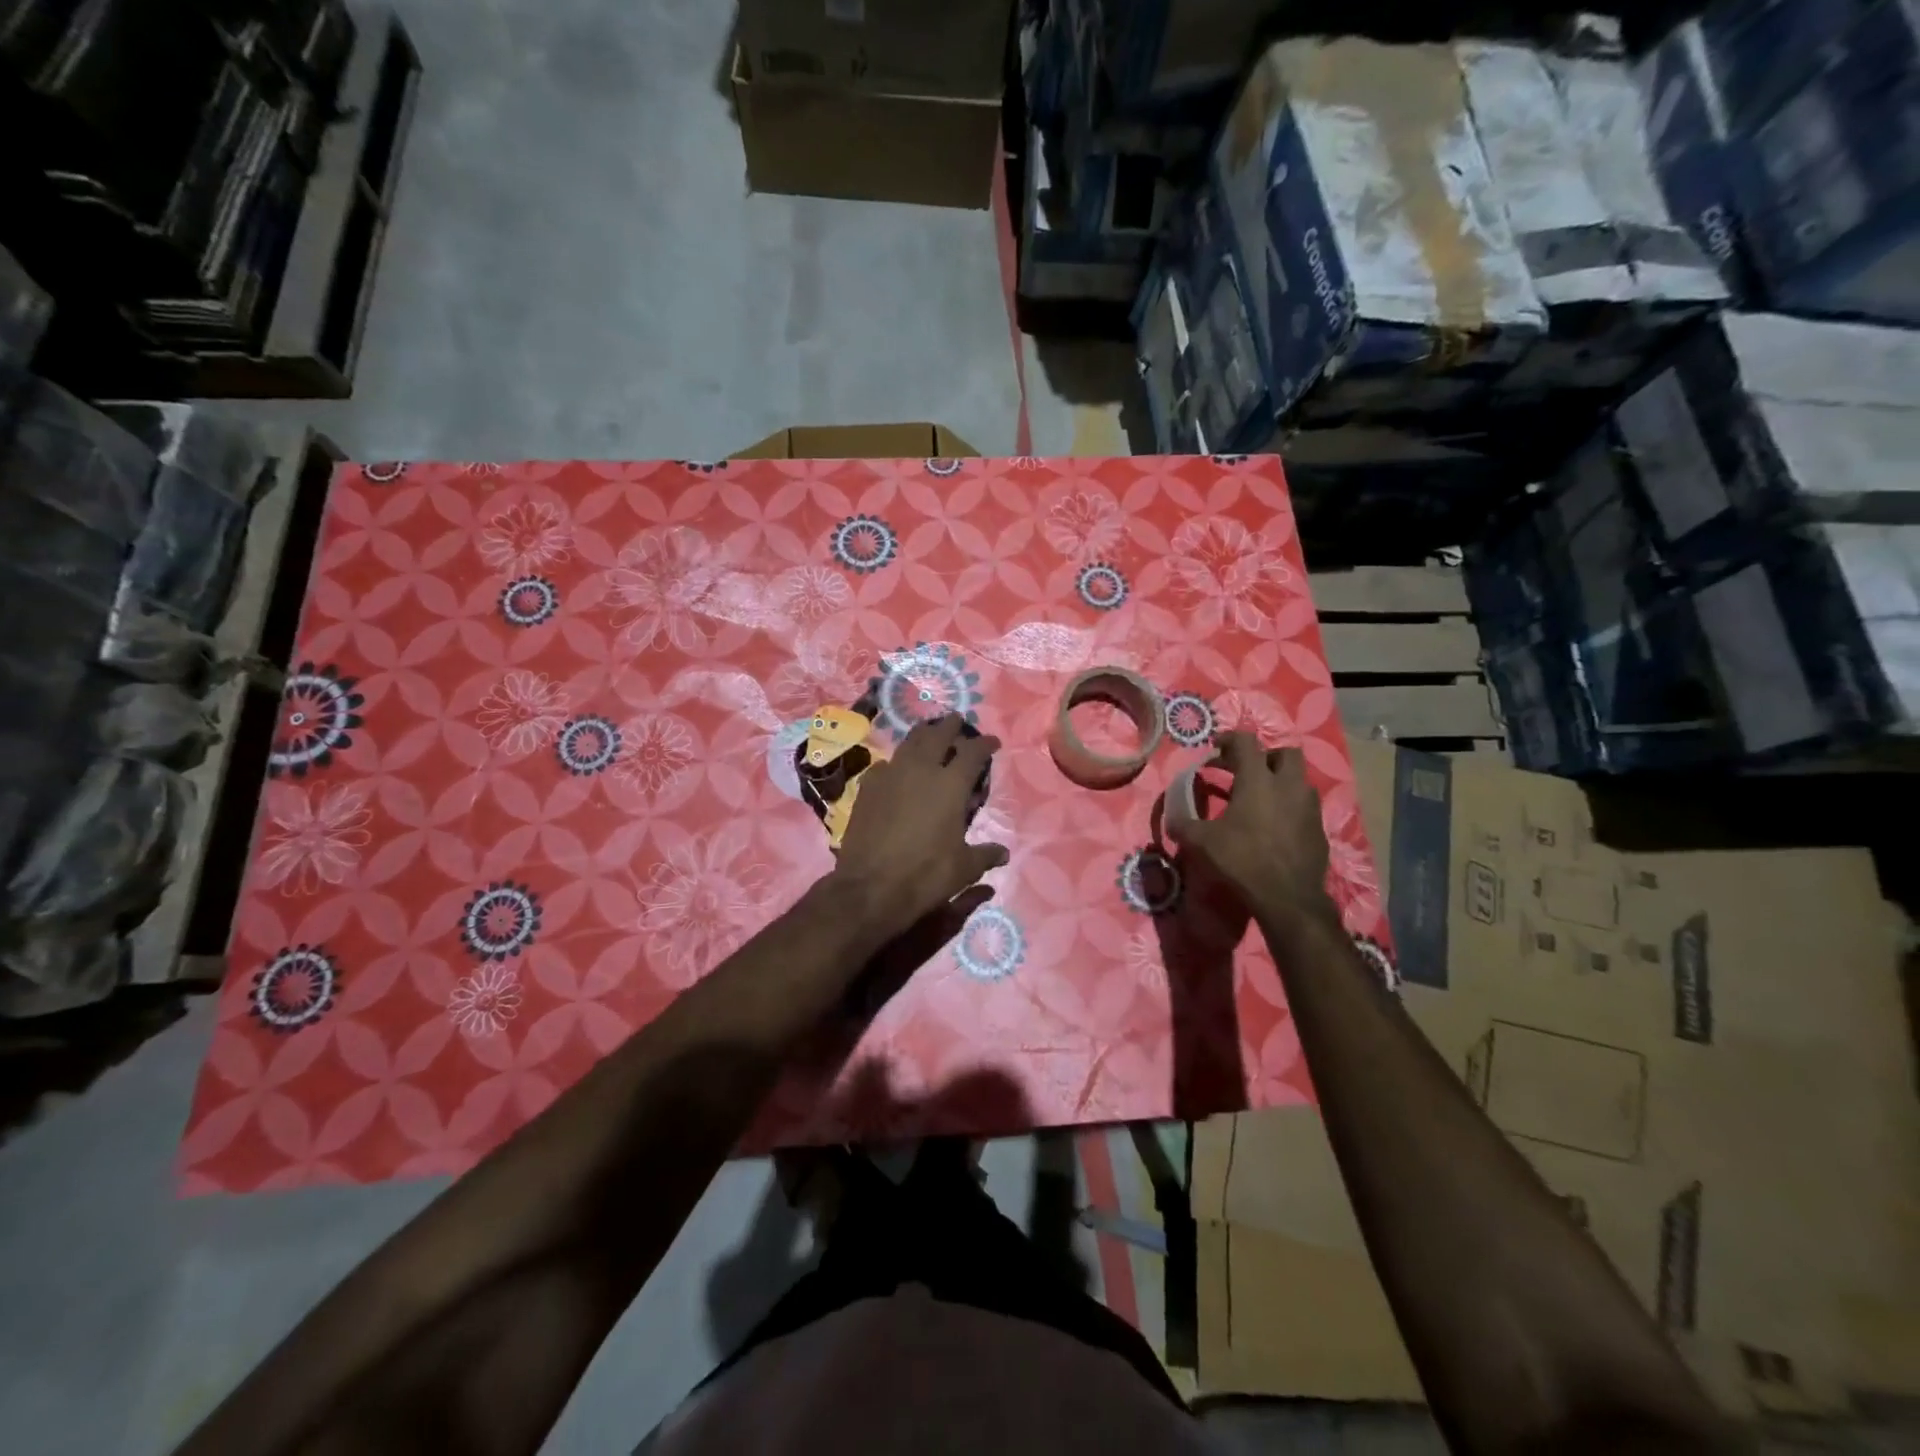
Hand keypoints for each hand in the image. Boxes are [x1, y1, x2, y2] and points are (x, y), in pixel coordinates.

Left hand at [832, 715, 1008, 944]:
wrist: (870, 887)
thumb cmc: (925, 875)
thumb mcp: (964, 869)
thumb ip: (985, 855)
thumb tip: (1003, 853)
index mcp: (951, 785)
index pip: (973, 752)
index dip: (985, 744)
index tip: (992, 742)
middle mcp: (921, 770)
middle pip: (937, 734)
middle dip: (951, 726)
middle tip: (957, 722)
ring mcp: (890, 775)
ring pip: (909, 743)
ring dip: (923, 735)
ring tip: (929, 735)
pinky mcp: (867, 787)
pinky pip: (886, 765)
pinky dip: (897, 762)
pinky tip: (897, 770)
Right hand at [1166, 733, 1336, 935]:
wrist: (1288, 897)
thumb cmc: (1242, 860)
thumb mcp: (1202, 842)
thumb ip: (1184, 825)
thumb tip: (1171, 821)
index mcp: (1258, 780)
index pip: (1246, 742)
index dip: (1229, 739)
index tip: (1216, 748)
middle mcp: (1288, 786)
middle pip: (1285, 753)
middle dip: (1266, 757)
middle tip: (1247, 772)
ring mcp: (1309, 807)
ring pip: (1299, 781)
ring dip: (1281, 783)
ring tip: (1261, 800)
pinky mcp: (1319, 829)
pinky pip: (1305, 807)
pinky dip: (1290, 808)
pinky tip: (1275, 827)